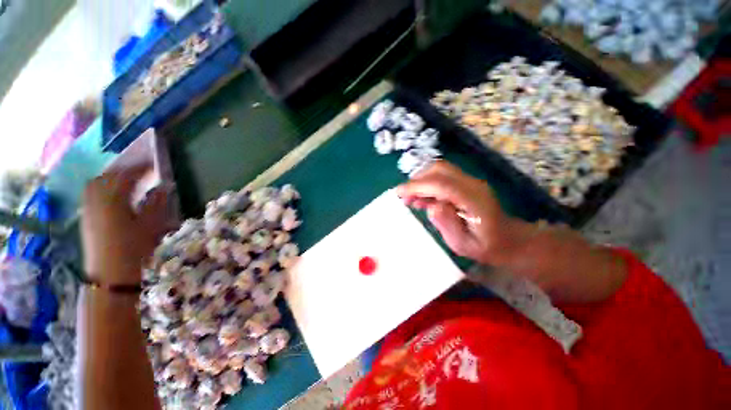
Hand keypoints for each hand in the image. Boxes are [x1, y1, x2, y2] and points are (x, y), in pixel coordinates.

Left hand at [81, 167, 170, 285]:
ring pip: (96, 183)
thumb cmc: (134, 247)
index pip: (126, 175)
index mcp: (113, 199)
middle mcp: (97, 199)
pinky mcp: (87, 216)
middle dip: (125, 170)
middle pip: (108, 176)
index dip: (141, 167)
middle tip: (141, 171)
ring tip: (127, 179)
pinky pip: (91, 192)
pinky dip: (102, 186)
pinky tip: (112, 193)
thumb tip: (164, 186)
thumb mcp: (151, 224)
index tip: (155, 164)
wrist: (110, 273)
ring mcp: (89, 207)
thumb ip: (156, 202)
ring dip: (112, 177)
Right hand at [396, 161, 517, 265]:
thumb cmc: (487, 247)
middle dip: (417, 180)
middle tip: (404, 196)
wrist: (510, 240)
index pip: (441, 184)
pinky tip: (421, 199)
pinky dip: (428, 185)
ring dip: (421, 181)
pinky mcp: (466, 184)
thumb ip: (448, 225)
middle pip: (440, 170)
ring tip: (410, 199)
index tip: (399, 193)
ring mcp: (470, 182)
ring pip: (440, 171)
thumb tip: (431, 206)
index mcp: (473, 199)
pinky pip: (443, 178)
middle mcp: (472, 185)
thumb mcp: (465, 245)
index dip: (417, 186)